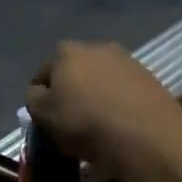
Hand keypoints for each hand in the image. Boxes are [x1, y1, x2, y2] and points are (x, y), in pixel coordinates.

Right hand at [25, 41, 181, 181]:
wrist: (148, 135)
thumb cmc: (87, 124)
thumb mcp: (44, 115)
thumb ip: (33, 99)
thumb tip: (39, 93)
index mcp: (65, 52)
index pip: (42, 75)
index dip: (40, 100)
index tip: (45, 122)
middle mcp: (96, 47)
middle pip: (73, 74)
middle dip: (69, 94)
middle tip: (69, 124)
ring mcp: (126, 60)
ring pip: (99, 82)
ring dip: (94, 99)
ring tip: (96, 128)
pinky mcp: (148, 77)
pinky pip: (121, 91)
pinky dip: (116, 104)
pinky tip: (118, 125)